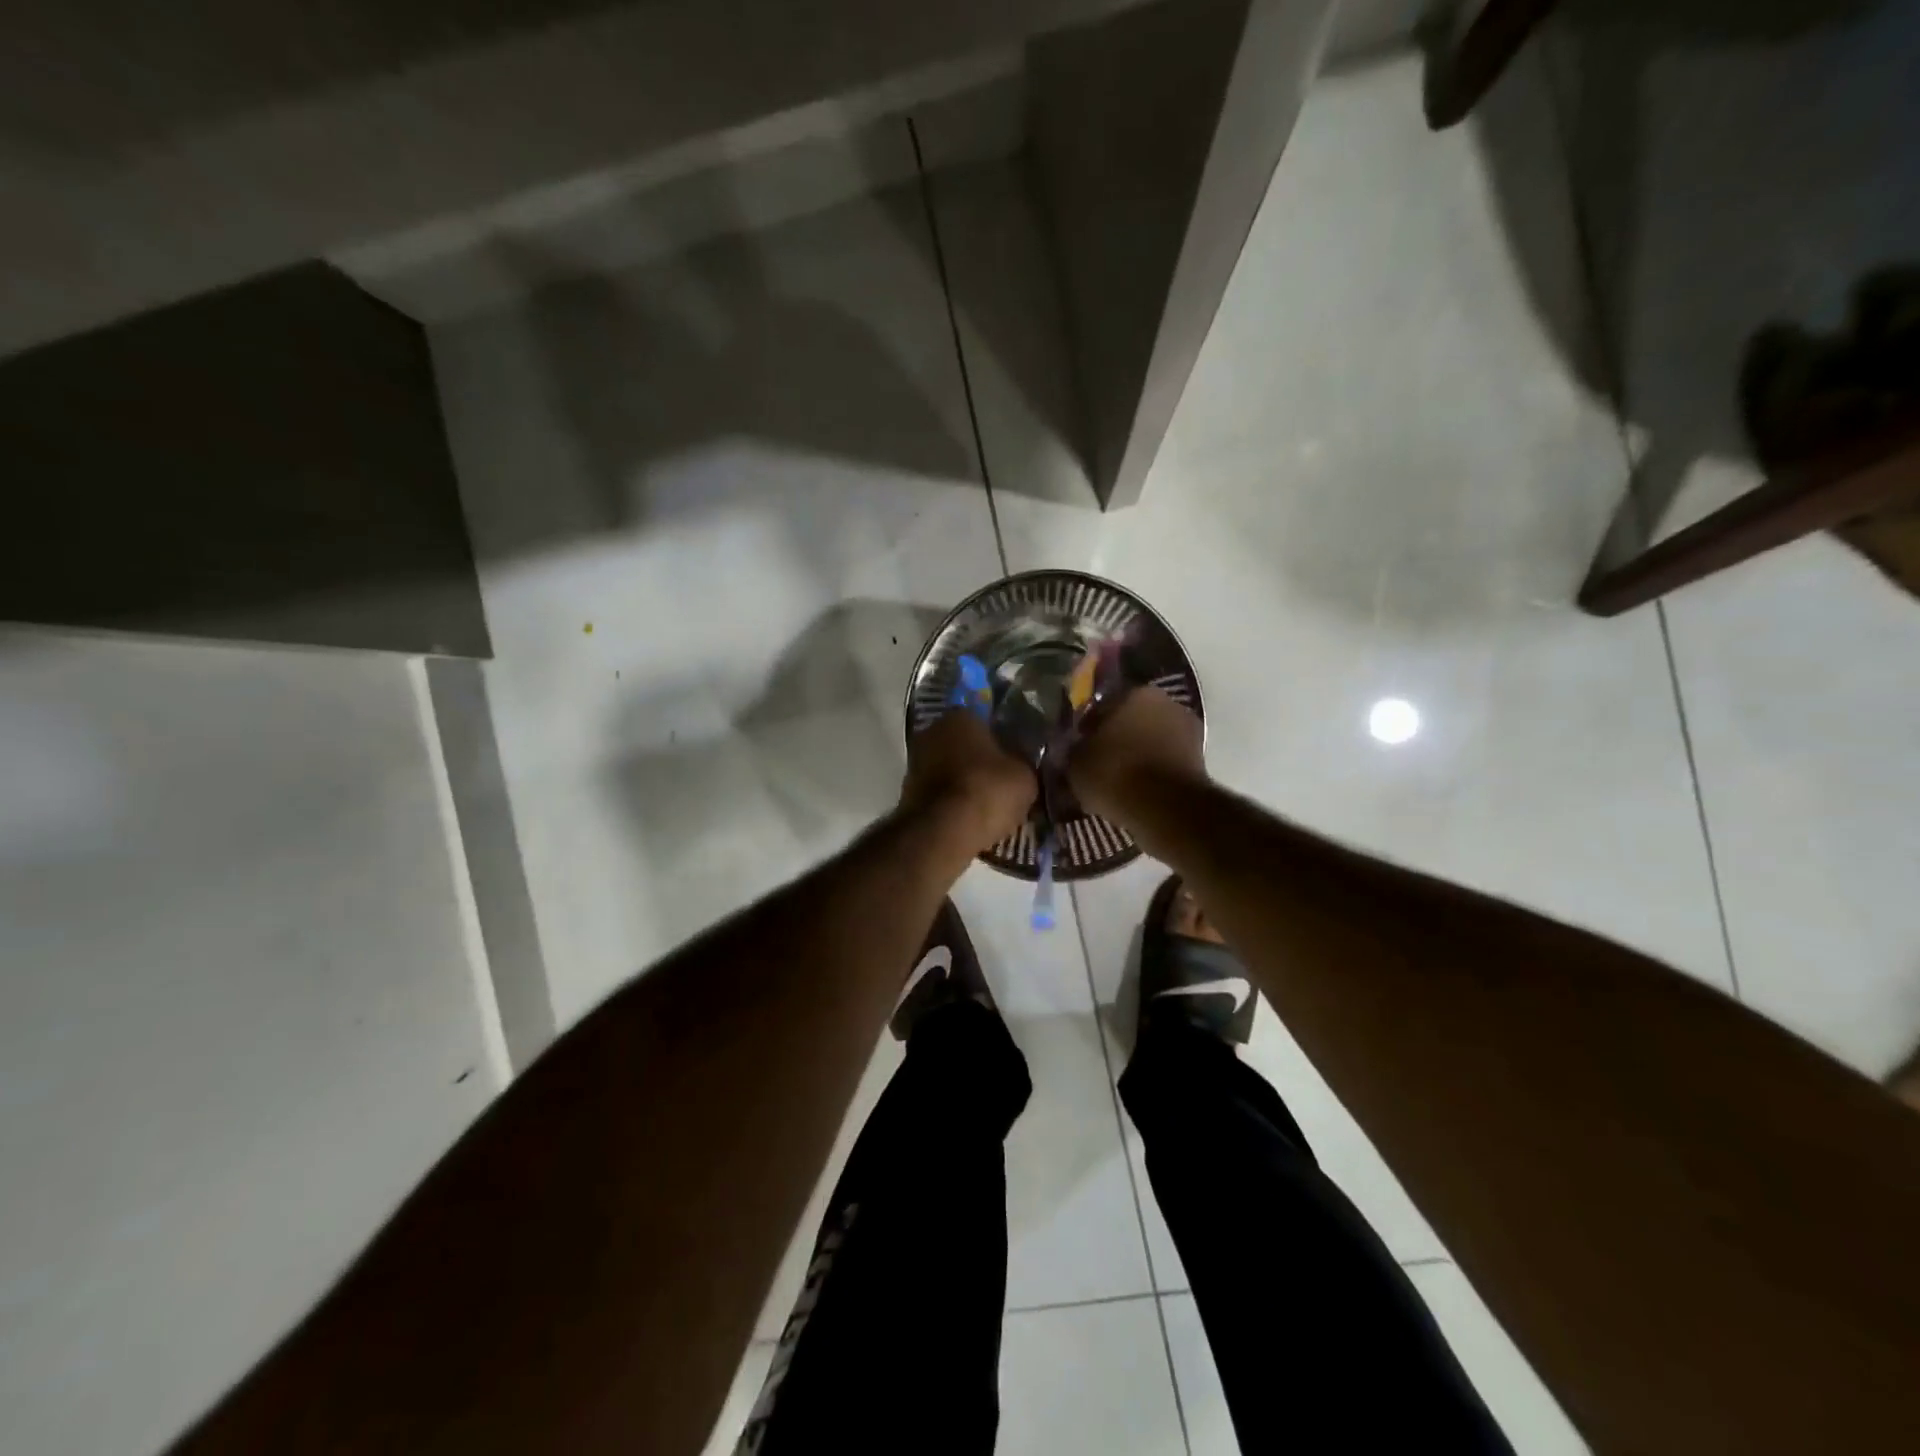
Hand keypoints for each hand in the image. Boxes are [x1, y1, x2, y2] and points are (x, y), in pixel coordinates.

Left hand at [900, 710, 1036, 854]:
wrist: (943, 831)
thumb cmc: (987, 791)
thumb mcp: (1025, 776)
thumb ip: (1023, 763)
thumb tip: (1021, 763)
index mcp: (961, 716)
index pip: (986, 720)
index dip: (1002, 740)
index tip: (1014, 759)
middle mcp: (932, 731)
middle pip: (964, 744)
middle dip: (980, 761)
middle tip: (1003, 782)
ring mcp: (915, 761)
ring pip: (950, 768)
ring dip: (964, 782)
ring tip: (988, 804)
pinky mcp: (907, 791)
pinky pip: (939, 792)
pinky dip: (952, 802)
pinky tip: (969, 818)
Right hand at [1069, 686, 1207, 824]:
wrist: (1165, 808)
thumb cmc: (1114, 773)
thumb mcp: (1075, 762)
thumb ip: (1073, 749)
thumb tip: (1072, 748)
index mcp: (1133, 692)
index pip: (1102, 705)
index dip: (1087, 727)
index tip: (1078, 746)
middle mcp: (1165, 702)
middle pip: (1131, 720)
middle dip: (1117, 738)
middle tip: (1097, 763)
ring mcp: (1188, 729)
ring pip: (1151, 740)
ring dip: (1137, 755)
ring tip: (1117, 781)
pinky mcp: (1200, 759)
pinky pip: (1165, 762)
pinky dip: (1153, 772)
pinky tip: (1137, 791)